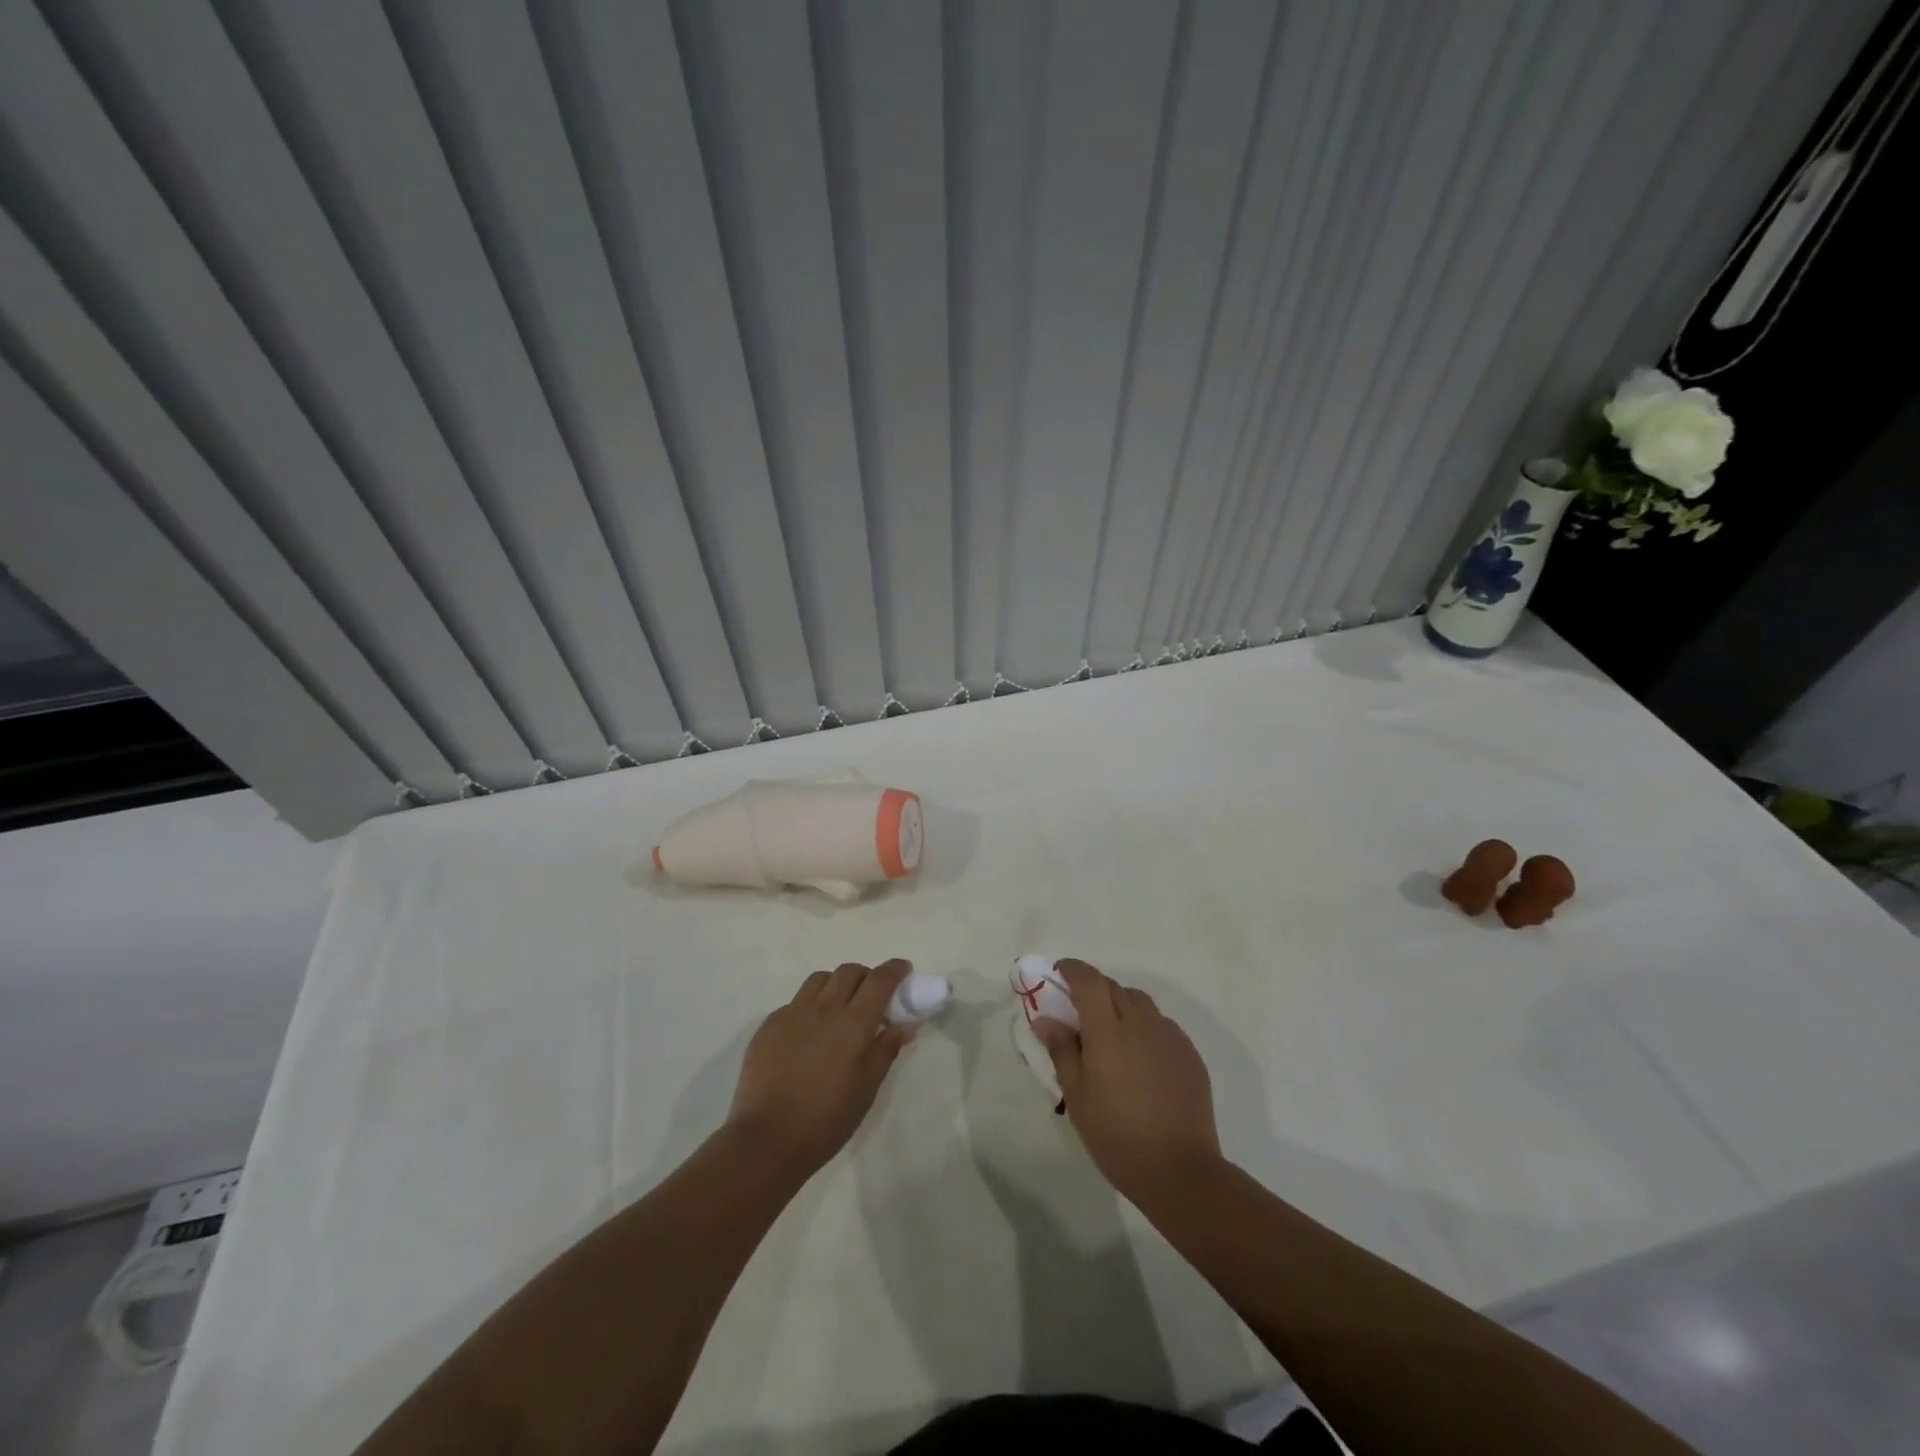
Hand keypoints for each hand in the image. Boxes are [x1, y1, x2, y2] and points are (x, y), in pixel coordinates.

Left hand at [726, 960, 914, 1178]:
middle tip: (872, 996)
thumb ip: (885, 1050)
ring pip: (819, 980)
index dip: (895, 969)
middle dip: (866, 975)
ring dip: (836, 985)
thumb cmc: (827, 1119)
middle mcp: (823, 1008)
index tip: (903, 969)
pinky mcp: (769, 1025)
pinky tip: (809, 1033)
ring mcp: (792, 1013)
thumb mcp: (867, 1088)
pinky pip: (795, 1002)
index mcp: (852, 1023)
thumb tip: (902, 1025)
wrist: (767, 1140)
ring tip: (839, 1008)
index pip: (879, 980)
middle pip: (849, 971)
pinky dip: (810, 1006)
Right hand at [1033, 959, 1221, 1209]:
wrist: (1180, 1170)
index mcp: (1108, 1031)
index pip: (1088, 981)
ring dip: (1121, 1005)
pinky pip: (1162, 1025)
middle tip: (1079, 1012)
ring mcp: (1170, 1037)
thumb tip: (1045, 1018)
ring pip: (1140, 1003)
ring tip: (1111, 1035)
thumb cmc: (1117, 1135)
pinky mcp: (1189, 1054)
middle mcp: (1141, 1023)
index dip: (1072, 969)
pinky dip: (1144, 1027)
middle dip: (1094, 989)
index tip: (1059, 973)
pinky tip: (1140, 1058)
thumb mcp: (1077, 1096)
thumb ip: (1061, 1050)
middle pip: (1114, 988)